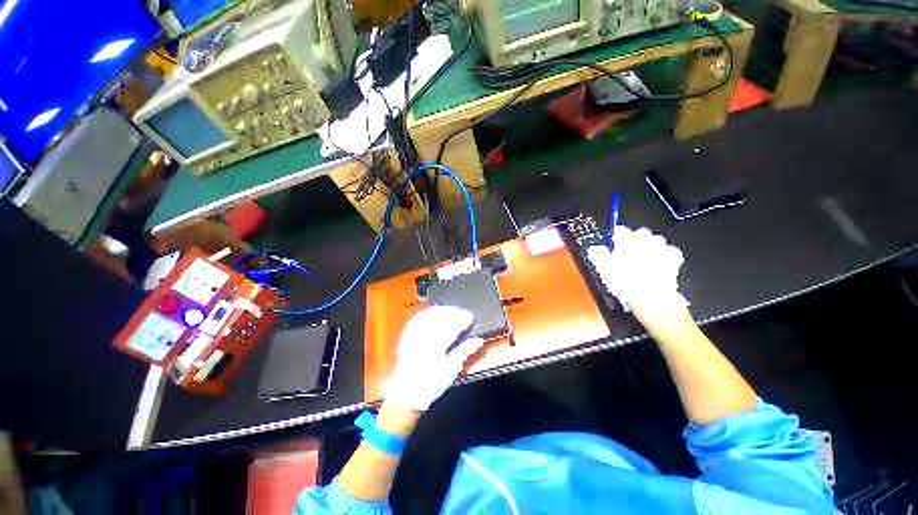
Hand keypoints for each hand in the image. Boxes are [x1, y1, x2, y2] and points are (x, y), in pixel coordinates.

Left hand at [384, 306, 484, 411]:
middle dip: (451, 311)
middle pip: (437, 316)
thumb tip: (479, 340)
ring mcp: (411, 335)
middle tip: (462, 313)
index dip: (462, 319)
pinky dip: (428, 313)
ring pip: (427, 314)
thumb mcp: (451, 370)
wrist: (405, 394)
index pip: (451, 327)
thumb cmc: (431, 384)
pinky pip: (416, 318)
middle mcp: (422, 338)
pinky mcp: (405, 335)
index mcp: (435, 348)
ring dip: (440, 310)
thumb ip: (465, 352)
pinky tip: (435, 315)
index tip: (470, 317)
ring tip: (450, 312)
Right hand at [586, 226, 687, 319]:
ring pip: (655, 241)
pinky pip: (670, 251)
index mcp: (628, 241)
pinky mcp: (674, 260)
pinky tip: (658, 263)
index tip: (612, 244)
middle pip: (640, 233)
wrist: (654, 301)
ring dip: (649, 246)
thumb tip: (594, 249)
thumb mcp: (605, 271)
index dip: (615, 237)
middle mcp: (646, 241)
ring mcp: (662, 250)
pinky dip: (664, 255)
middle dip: (634, 240)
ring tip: (641, 259)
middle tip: (626, 253)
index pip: (620, 230)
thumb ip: (598, 256)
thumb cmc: (627, 286)